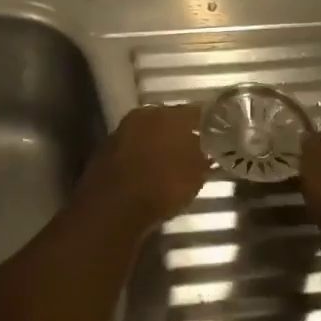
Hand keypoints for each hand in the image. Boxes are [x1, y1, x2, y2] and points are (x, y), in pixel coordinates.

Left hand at [78, 104, 208, 229]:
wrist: (113, 207)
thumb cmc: (162, 187)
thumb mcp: (195, 176)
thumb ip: (202, 158)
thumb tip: (205, 151)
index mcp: (169, 115)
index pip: (194, 112)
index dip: (206, 123)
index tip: (215, 133)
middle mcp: (144, 115)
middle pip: (167, 119)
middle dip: (178, 132)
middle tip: (191, 147)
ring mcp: (122, 130)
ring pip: (147, 131)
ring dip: (157, 142)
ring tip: (169, 161)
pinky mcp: (105, 148)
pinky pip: (131, 147)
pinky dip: (140, 155)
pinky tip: (147, 171)